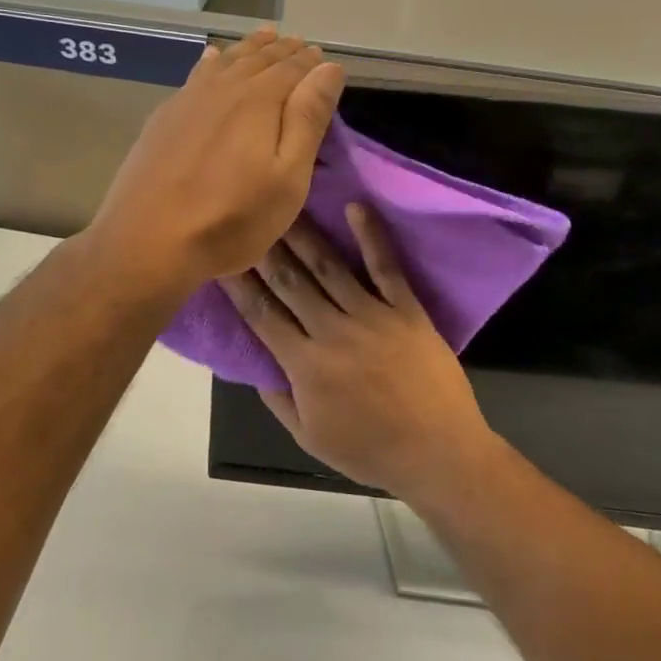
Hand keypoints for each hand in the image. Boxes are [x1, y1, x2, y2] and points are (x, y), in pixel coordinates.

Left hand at [88, 27, 344, 298]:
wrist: (147, 240)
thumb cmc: (231, 218)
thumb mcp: (287, 178)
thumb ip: (308, 119)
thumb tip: (328, 67)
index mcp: (259, 100)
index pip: (292, 69)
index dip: (310, 62)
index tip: (323, 57)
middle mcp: (223, 89)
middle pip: (258, 59)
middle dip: (282, 50)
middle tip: (299, 43)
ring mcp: (188, 100)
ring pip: (226, 61)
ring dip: (249, 48)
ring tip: (264, 37)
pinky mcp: (164, 118)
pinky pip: (196, 74)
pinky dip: (212, 61)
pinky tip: (212, 58)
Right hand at [218, 207, 502, 502]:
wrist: (439, 453)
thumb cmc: (372, 451)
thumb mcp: (310, 439)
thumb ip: (280, 401)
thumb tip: (255, 368)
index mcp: (305, 364)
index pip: (262, 315)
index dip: (239, 285)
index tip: (221, 258)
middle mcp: (332, 330)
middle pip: (290, 282)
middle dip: (264, 249)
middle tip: (247, 218)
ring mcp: (371, 315)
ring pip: (328, 267)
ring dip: (303, 235)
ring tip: (284, 208)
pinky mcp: (406, 310)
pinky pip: (385, 267)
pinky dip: (370, 236)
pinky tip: (355, 206)